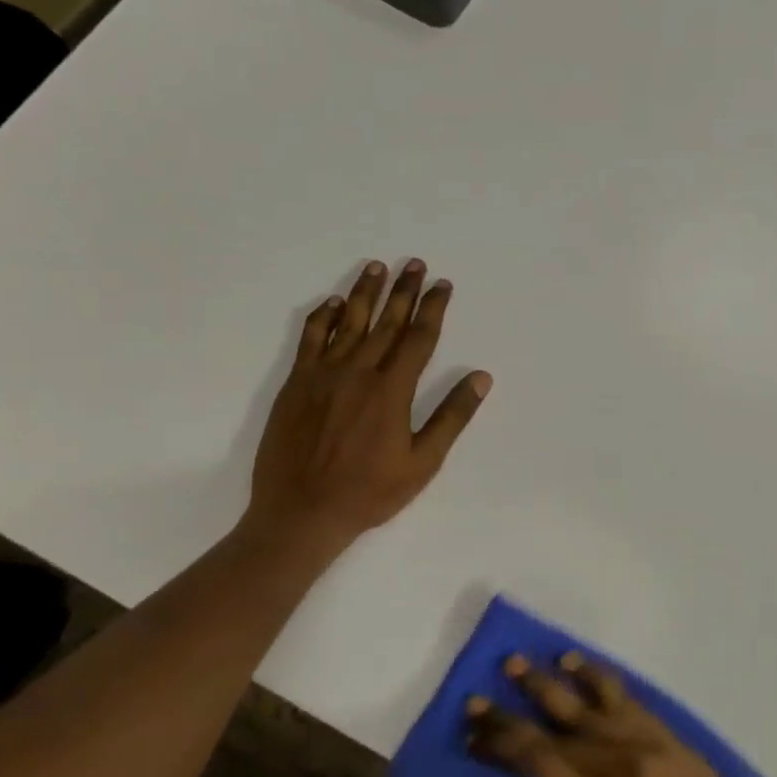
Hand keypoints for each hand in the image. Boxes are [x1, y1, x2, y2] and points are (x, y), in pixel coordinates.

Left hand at [241, 259, 490, 558]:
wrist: (301, 512)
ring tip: (377, 267)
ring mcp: (322, 375)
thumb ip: (451, 417)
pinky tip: (332, 303)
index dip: (433, 309)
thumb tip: (480, 378)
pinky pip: (310, 339)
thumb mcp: (423, 462)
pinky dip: (322, 318)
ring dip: (364, 293)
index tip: (442, 285)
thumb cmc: (370, 492)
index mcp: (392, 390)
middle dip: (403, 291)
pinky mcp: (296, 384)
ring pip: (347, 322)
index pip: (419, 338)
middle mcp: (358, 372)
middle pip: (386, 322)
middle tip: (415, 264)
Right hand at [469, 653, 769, 776]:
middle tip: (484, 690)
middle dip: (515, 708)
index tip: (472, 728)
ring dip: (554, 681)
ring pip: (591, 703)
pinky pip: (628, 699)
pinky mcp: (668, 737)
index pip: (538, 762)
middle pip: (558, 728)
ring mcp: (647, 744)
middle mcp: (619, 764)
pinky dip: (600, 678)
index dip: (501, 743)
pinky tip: (580, 665)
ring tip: (526, 661)